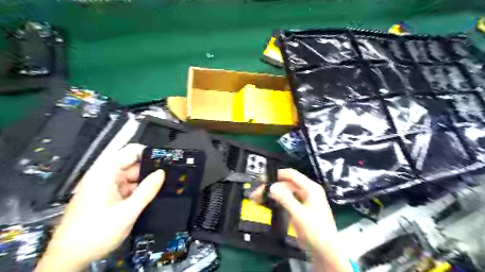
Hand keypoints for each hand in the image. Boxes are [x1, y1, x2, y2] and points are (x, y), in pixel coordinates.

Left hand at [35, 144, 164, 270]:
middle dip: (149, 169)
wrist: (69, 258)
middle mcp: (104, 176)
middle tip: (167, 176)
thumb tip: (161, 173)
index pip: (131, 152)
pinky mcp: (106, 196)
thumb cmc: (96, 233)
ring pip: (131, 176)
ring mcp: (105, 186)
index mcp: (105, 174)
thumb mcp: (127, 212)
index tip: (165, 161)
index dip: (149, 153)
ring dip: (144, 181)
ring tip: (161, 187)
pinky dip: (137, 190)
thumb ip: (147, 191)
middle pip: (132, 164)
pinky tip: (149, 196)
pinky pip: (126, 187)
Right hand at [250, 169, 352, 270]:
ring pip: (286, 192)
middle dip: (272, 188)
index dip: (276, 175)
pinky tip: (269, 204)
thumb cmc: (316, 232)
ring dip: (273, 194)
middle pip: (287, 184)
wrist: (326, 252)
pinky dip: (277, 201)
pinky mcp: (301, 209)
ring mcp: (305, 200)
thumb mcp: (300, 215)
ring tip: (259, 199)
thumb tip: (272, 187)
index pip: (291, 175)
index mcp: (311, 189)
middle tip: (257, 194)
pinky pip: (287, 200)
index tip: (263, 179)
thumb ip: (286, 200)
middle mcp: (308, 191)